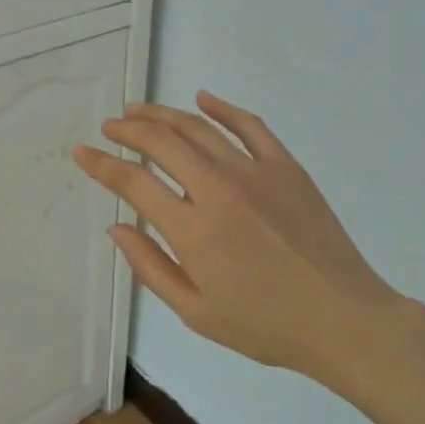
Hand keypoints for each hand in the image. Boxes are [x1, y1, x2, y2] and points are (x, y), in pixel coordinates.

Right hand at [72, 91, 424, 388]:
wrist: (342, 319)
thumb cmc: (265, 325)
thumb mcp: (196, 312)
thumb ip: (151, 267)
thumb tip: (117, 227)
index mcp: (193, 230)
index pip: (134, 183)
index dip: (102, 165)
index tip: (82, 152)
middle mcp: (219, 190)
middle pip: (162, 143)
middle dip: (128, 130)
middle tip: (110, 126)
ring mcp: (255, 172)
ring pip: (199, 127)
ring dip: (163, 114)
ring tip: (139, 111)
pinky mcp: (286, 166)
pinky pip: (249, 125)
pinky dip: (222, 107)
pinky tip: (202, 98)